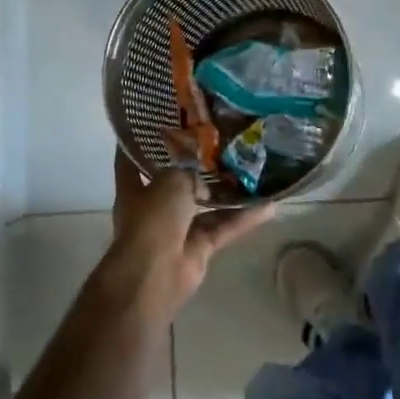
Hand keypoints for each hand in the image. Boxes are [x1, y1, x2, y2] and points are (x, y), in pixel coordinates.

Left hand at [102, 150, 274, 321]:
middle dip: (196, 168)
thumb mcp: (172, 180)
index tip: (151, 125)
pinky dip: (243, 218)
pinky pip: (223, 227)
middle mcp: (154, 208)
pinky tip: (269, 205)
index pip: (130, 162)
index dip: (137, 145)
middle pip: (176, 183)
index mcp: (135, 189)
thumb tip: (205, 180)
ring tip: (253, 170)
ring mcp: (177, 230)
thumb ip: (189, 171)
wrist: (155, 273)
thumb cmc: (153, 218)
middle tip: (221, 144)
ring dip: (227, 193)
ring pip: (206, 206)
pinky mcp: (199, 249)